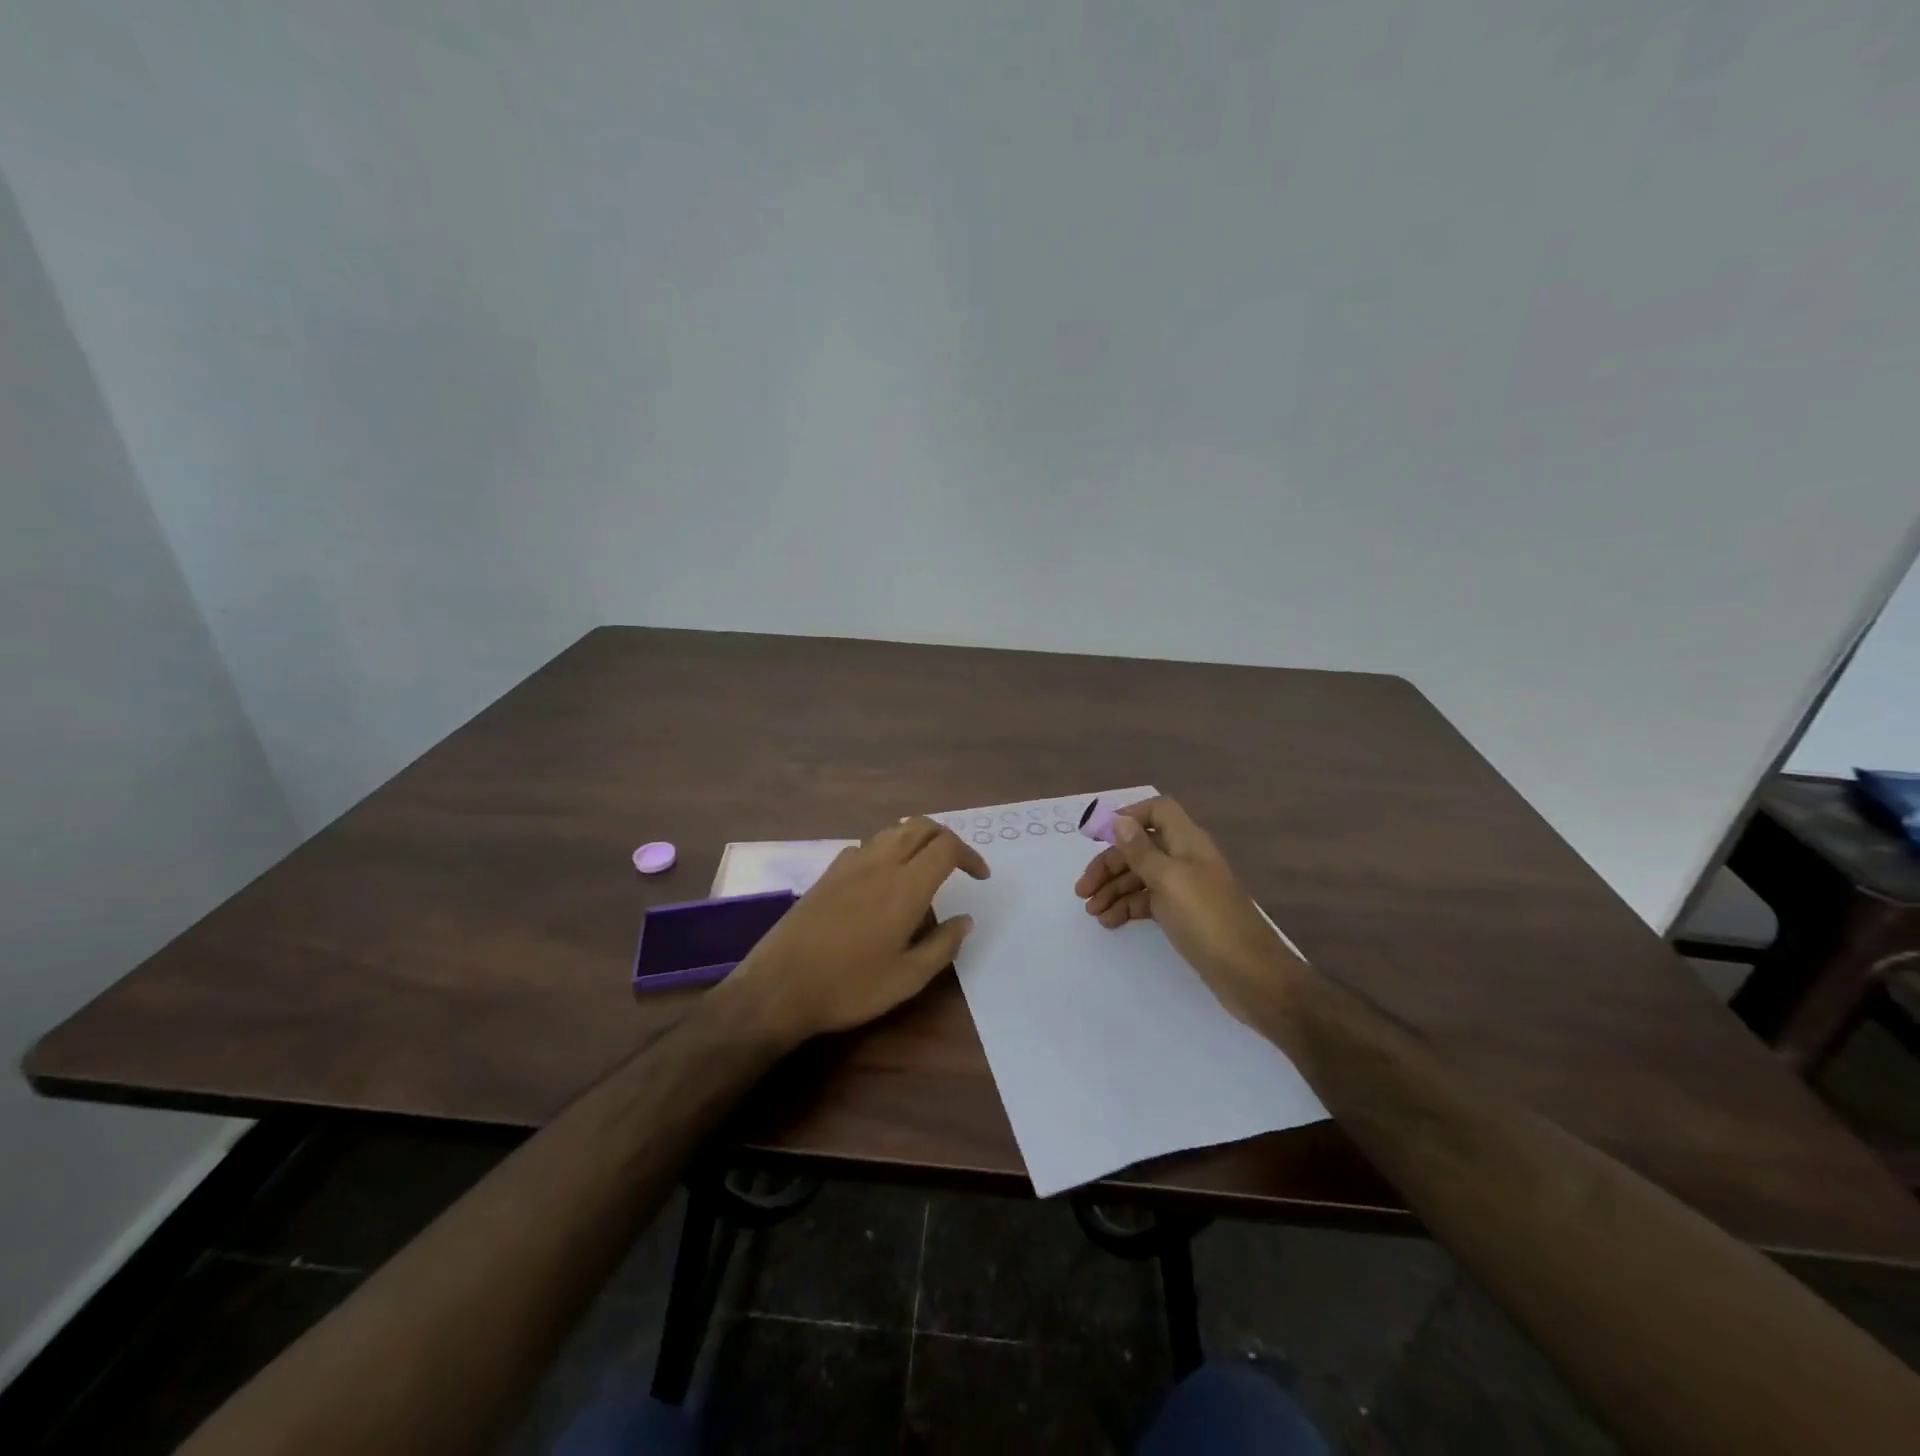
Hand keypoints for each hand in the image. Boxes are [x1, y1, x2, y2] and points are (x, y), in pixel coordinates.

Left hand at [722, 817, 988, 1044]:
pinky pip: (866, 846)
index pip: (946, 847)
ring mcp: (849, 865)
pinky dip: (887, 850)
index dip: (970, 856)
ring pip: (891, 832)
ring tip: (925, 868)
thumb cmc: (849, 987)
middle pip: (920, 827)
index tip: (980, 878)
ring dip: (916, 840)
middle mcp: (879, 864)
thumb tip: (964, 919)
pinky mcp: (827, 874)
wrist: (778, 987)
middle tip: (958, 865)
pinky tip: (883, 880)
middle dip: (946, 838)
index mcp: (905, 886)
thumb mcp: (907, 978)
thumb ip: (942, 946)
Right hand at [1074, 796, 1303, 1026]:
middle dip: (1109, 864)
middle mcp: (1185, 859)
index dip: (1128, 817)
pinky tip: (1109, 922)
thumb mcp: (1170, 880)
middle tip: (1083, 890)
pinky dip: (1126, 907)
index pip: (1157, 812)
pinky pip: (1147, 901)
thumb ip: (1142, 851)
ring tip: (1091, 911)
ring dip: (1113, 888)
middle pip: (1140, 847)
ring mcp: (1184, 888)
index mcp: (1187, 842)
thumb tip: (1120, 821)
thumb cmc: (1208, 920)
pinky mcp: (1182, 915)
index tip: (1096, 837)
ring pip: (1140, 876)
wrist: (1251, 975)